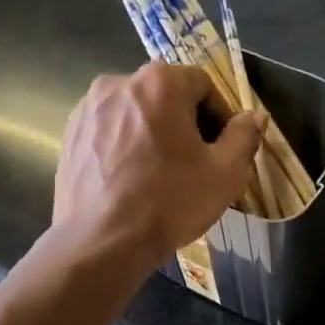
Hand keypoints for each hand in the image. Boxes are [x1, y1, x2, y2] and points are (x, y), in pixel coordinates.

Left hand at [55, 63, 262, 267]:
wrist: (102, 242)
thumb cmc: (170, 203)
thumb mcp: (224, 174)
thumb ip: (244, 137)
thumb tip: (254, 117)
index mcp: (160, 83)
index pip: (203, 85)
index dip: (220, 116)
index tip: (222, 149)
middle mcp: (119, 83)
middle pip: (166, 95)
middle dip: (186, 123)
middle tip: (195, 163)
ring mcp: (88, 108)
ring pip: (135, 113)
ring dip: (154, 133)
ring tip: (160, 173)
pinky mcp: (70, 135)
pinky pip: (110, 131)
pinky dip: (125, 146)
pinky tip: (131, 180)